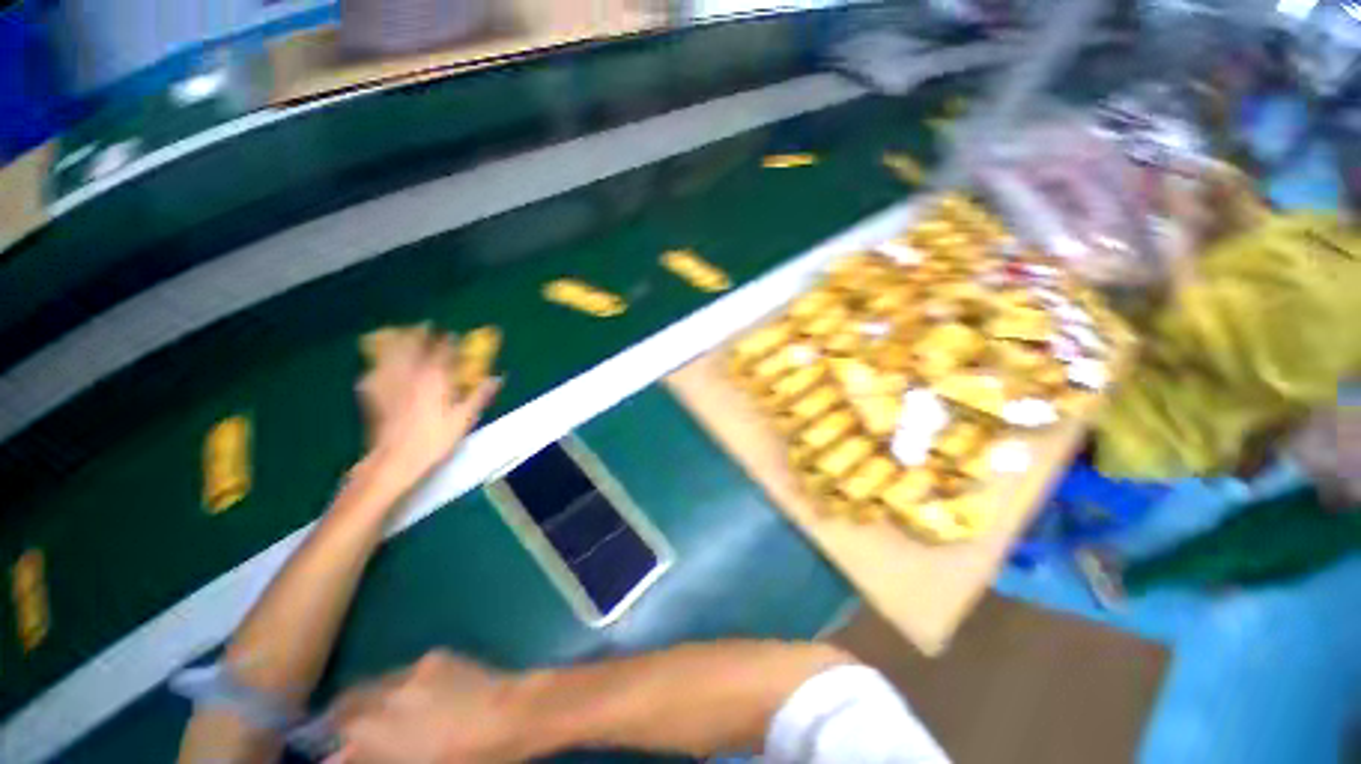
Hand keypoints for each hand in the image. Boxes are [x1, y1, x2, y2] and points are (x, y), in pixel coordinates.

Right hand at [325, 651, 526, 763]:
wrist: (510, 714)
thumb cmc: (465, 756)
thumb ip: (373, 757)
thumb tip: (342, 756)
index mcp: (381, 728)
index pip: (340, 726)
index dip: (331, 734)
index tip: (331, 745)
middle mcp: (391, 693)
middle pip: (353, 698)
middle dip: (345, 712)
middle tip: (347, 728)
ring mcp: (416, 670)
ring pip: (380, 682)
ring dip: (374, 697)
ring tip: (384, 713)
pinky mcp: (438, 656)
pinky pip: (408, 671)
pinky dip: (402, 684)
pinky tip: (417, 696)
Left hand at [357, 326, 500, 493]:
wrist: (394, 459)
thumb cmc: (434, 439)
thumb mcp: (464, 418)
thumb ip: (479, 395)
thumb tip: (497, 378)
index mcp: (434, 379)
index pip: (442, 352)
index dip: (448, 341)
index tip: (452, 334)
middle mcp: (410, 375)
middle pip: (413, 346)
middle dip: (420, 334)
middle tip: (425, 326)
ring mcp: (389, 383)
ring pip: (391, 354)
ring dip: (397, 342)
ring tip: (400, 335)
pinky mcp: (373, 395)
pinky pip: (374, 373)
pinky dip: (378, 365)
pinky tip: (378, 367)